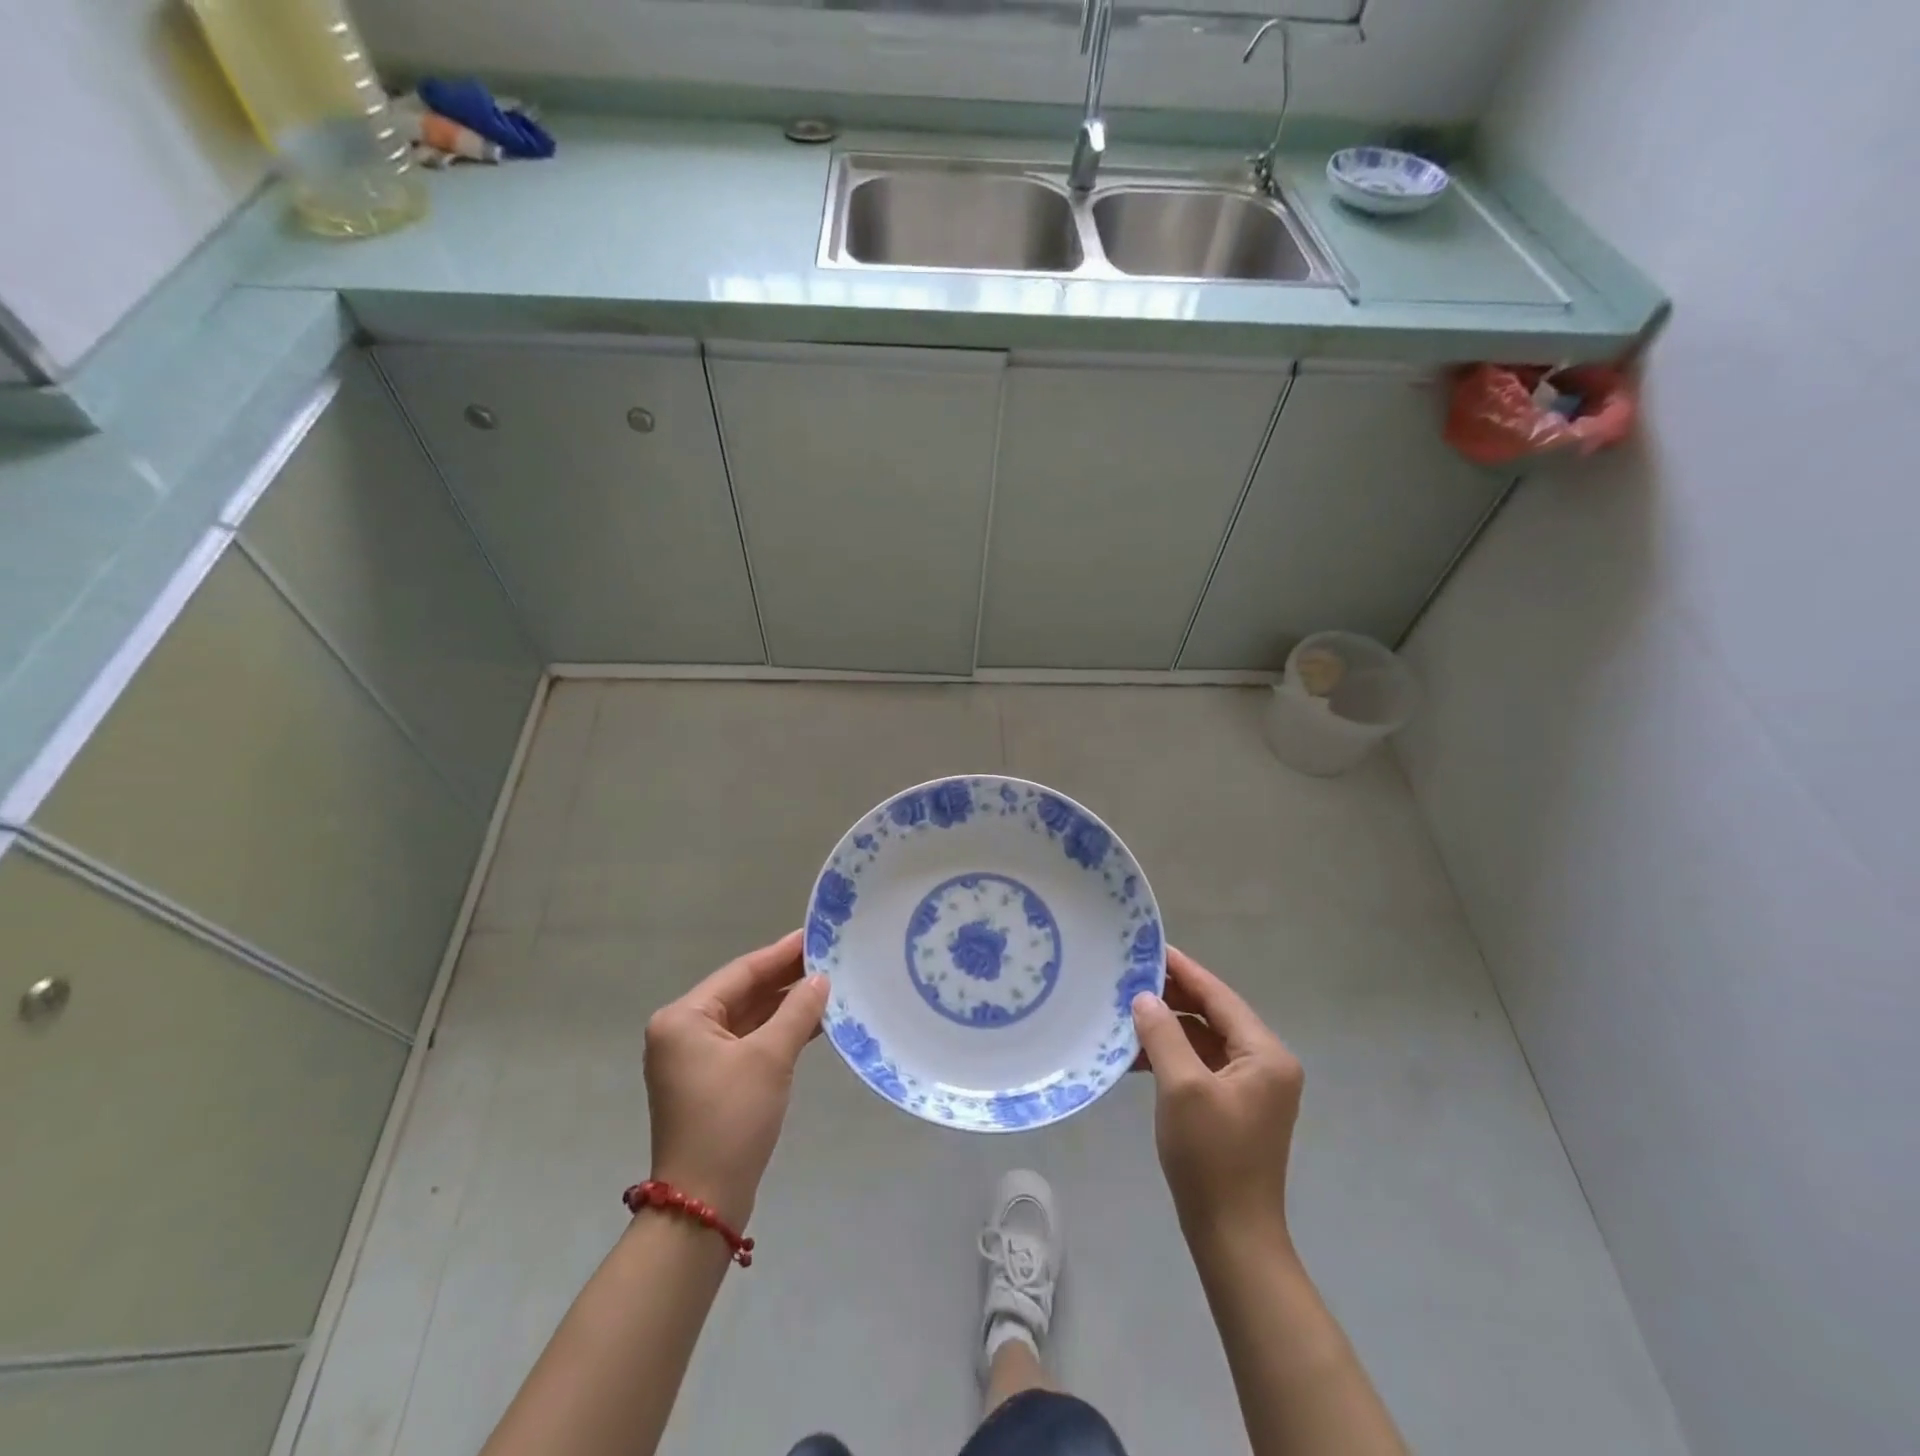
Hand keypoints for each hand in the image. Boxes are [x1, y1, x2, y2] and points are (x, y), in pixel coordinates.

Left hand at [644, 930, 828, 1226]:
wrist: (704, 1203)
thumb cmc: (731, 1119)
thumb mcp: (770, 1058)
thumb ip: (797, 1011)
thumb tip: (821, 979)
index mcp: (683, 1018)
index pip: (741, 972)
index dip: (781, 953)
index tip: (815, 934)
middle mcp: (682, 1032)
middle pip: (743, 993)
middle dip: (785, 978)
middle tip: (828, 957)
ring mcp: (694, 1059)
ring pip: (747, 1018)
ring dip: (785, 1006)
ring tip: (828, 985)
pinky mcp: (710, 1082)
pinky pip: (747, 1042)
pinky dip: (777, 1032)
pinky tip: (812, 1022)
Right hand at [1131, 946, 1303, 1250]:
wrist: (1232, 1236)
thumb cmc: (1211, 1157)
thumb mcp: (1182, 1088)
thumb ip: (1163, 1035)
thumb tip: (1144, 998)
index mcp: (1265, 1054)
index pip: (1219, 997)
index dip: (1184, 971)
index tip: (1151, 947)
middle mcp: (1265, 1063)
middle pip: (1214, 1015)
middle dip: (1173, 997)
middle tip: (1130, 975)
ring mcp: (1251, 1086)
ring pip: (1205, 1039)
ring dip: (1169, 1026)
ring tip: (1127, 1010)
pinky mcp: (1233, 1105)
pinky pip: (1201, 1064)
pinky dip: (1172, 1054)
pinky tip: (1137, 1053)